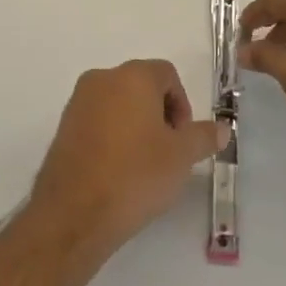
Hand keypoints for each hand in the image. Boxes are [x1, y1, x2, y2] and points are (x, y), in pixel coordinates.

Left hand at [29, 60, 228, 256]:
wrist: (75, 212)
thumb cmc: (135, 175)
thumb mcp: (181, 157)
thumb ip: (203, 136)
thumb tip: (222, 128)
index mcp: (132, 76)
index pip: (167, 73)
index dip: (182, 104)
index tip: (183, 139)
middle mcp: (102, 78)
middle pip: (141, 85)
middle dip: (159, 114)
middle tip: (167, 152)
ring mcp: (78, 101)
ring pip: (118, 103)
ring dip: (135, 125)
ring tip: (142, 164)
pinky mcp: (63, 125)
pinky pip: (97, 120)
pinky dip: (112, 135)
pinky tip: (117, 170)